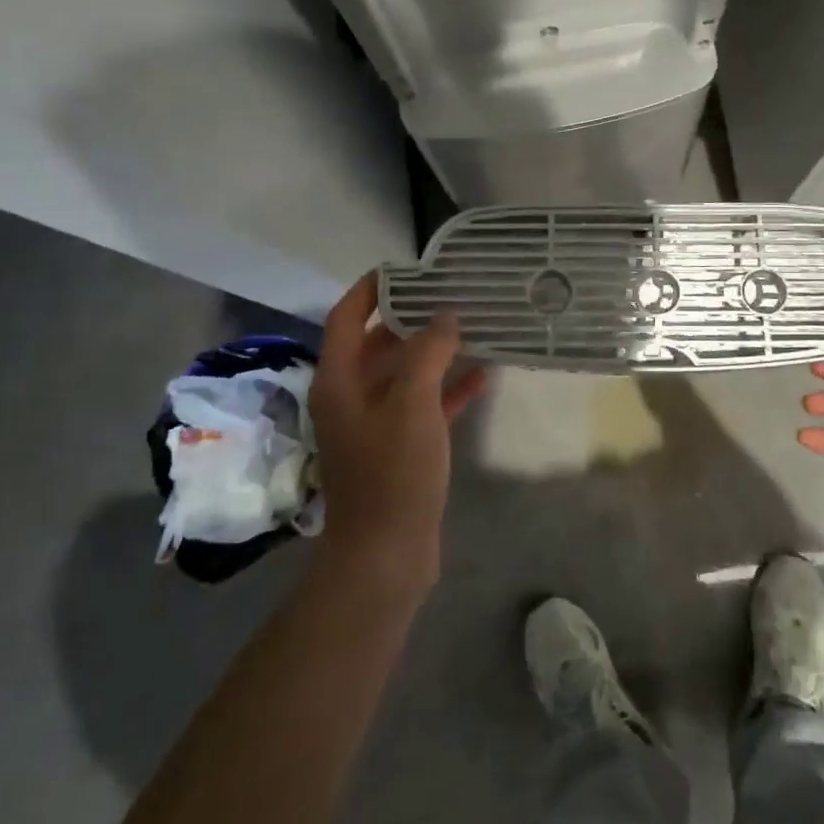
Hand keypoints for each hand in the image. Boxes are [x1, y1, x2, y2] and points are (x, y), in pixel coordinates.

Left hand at [309, 273, 486, 586]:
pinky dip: (448, 389)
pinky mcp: (400, 448)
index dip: (372, 289)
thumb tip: (444, 316)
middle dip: (410, 317)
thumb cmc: (393, 473)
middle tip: (450, 293)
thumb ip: (427, 352)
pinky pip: (424, 405)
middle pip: (377, 343)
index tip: (407, 267)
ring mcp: (375, 424)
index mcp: (340, 381)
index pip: (347, 317)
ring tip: (472, 326)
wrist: (387, 555)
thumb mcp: (412, 404)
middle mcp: (351, 397)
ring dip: (434, 352)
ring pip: (404, 374)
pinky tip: (483, 376)